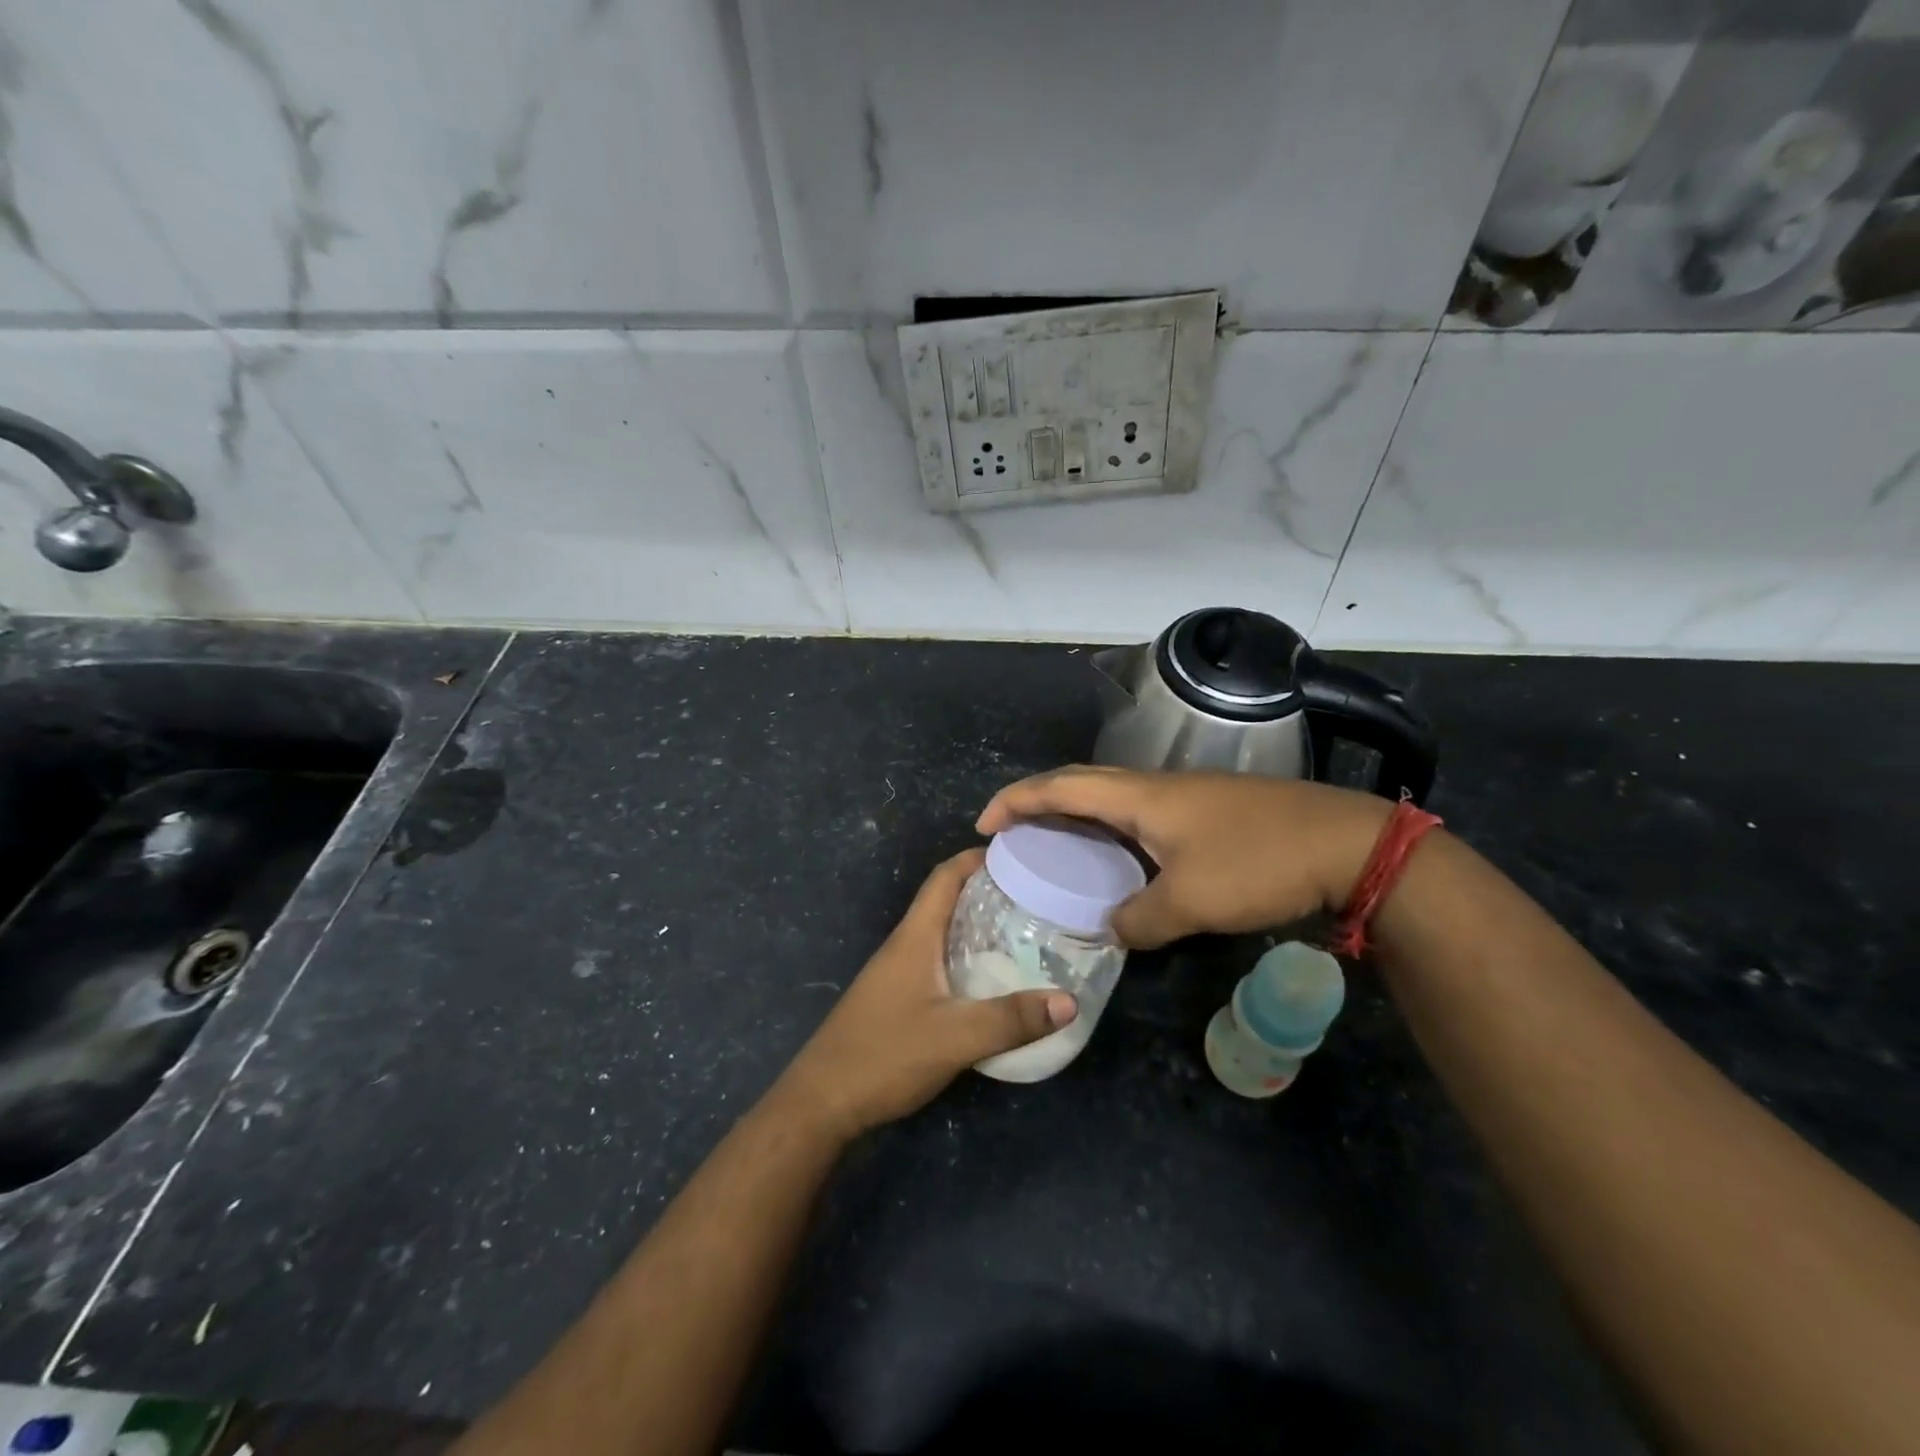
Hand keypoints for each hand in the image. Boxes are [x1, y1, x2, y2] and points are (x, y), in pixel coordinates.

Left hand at [774, 849, 1076, 1141]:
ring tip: (1024, 931)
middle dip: (987, 890)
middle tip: (1036, 895)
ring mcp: (898, 972)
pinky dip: (967, 956)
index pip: (945, 877)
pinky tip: (992, 979)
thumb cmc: (885, 1055)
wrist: (822, 1101)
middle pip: (947, 900)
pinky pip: (939, 961)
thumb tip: (1070, 1000)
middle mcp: (905, 944)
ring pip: (943, 932)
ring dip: (978, 924)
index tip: (1019, 854)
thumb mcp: (955, 1037)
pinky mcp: (898, 997)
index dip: (977, 857)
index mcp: (915, 936)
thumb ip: (1011, 1019)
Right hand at [977, 766, 1392, 949]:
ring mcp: (1184, 797)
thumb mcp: (1191, 903)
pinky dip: (1110, 830)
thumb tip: (1112, 931)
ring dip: (1075, 813)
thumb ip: (1139, 921)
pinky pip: (1139, 814)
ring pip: (1112, 797)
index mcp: (1140, 797)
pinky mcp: (1208, 813)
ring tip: (1053, 845)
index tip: (984, 824)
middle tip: (1010, 830)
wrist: (1346, 845)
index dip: (1016, 801)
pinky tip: (1118, 860)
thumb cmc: (1259, 863)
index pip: (1060, 787)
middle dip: (1037, 800)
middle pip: (1080, 782)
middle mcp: (1155, 787)